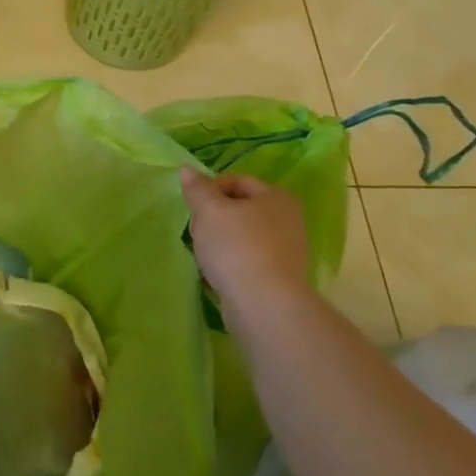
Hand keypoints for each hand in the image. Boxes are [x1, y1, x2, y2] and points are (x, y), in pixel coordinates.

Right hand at [180, 168, 312, 329]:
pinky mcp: (278, 278)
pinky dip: (230, 262)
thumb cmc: (237, 247)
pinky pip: (246, 259)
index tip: (194, 209)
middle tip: (197, 232)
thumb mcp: (209, 210)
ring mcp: (286, 251)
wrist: (264, 305)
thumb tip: (187, 169)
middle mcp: (288, 220)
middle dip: (212, 218)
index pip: (237, 181)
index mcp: (277, 197)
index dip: (210, 190)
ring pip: (240, 236)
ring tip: (204, 256)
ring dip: (218, 242)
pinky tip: (216, 274)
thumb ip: (197, 188)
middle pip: (238, 209)